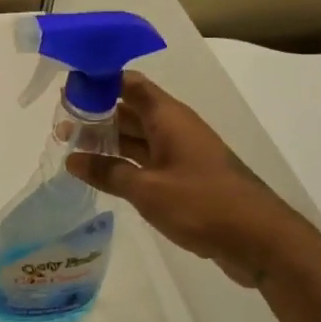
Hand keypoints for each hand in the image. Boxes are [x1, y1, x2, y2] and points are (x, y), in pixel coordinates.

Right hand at [66, 72, 313, 288]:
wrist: (260, 240)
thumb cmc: (203, 204)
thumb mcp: (148, 190)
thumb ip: (108, 172)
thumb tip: (73, 159)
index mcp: (168, 118)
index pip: (129, 84)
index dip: (99, 81)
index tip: (69, 88)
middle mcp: (174, 129)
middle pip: (130, 110)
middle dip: (96, 115)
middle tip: (60, 123)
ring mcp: (181, 154)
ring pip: (137, 138)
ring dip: (107, 141)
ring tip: (70, 147)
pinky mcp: (185, 178)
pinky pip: (147, 161)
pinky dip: (123, 163)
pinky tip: (100, 173)